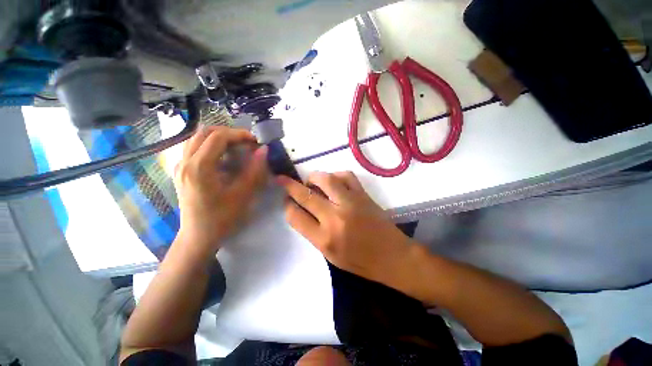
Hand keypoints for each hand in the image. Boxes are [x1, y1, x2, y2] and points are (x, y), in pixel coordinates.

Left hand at [174, 126, 267, 255]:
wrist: (198, 236)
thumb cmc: (222, 218)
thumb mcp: (243, 194)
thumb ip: (255, 170)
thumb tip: (264, 150)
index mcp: (199, 168)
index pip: (218, 137)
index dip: (239, 134)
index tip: (255, 141)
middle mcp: (185, 162)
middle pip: (204, 132)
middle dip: (228, 133)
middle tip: (246, 143)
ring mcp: (180, 166)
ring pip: (197, 138)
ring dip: (219, 138)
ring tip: (237, 147)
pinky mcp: (181, 171)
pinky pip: (194, 148)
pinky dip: (211, 145)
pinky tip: (223, 157)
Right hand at [277, 171, 414, 285]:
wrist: (392, 256)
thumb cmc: (360, 262)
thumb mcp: (330, 255)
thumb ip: (313, 232)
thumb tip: (301, 210)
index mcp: (324, 239)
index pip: (295, 216)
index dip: (287, 206)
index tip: (286, 201)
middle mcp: (335, 218)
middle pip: (306, 195)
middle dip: (290, 185)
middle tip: (283, 180)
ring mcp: (351, 203)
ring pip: (326, 179)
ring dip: (313, 177)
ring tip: (311, 181)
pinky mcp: (363, 195)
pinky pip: (346, 176)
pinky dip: (336, 175)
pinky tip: (334, 181)